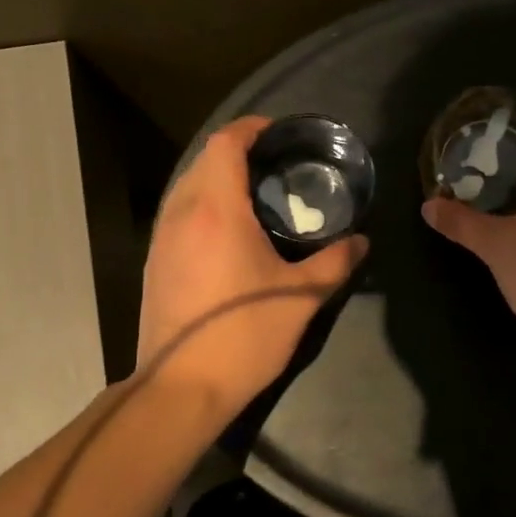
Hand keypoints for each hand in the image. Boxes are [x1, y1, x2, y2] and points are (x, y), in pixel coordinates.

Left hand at [137, 117, 367, 415]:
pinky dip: (203, 203)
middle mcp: (183, 213)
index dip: (250, 128)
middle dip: (237, 151)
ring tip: (255, 194)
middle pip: (204, 159)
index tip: (278, 133)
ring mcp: (162, 238)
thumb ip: (335, 262)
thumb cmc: (244, 335)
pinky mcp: (155, 262)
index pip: (225, 144)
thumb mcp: (301, 298)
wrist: (181, 388)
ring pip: (187, 186)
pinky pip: (178, 212)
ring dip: (217, 177)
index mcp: (218, 210)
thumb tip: (360, 242)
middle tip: (276, 164)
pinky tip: (228, 231)